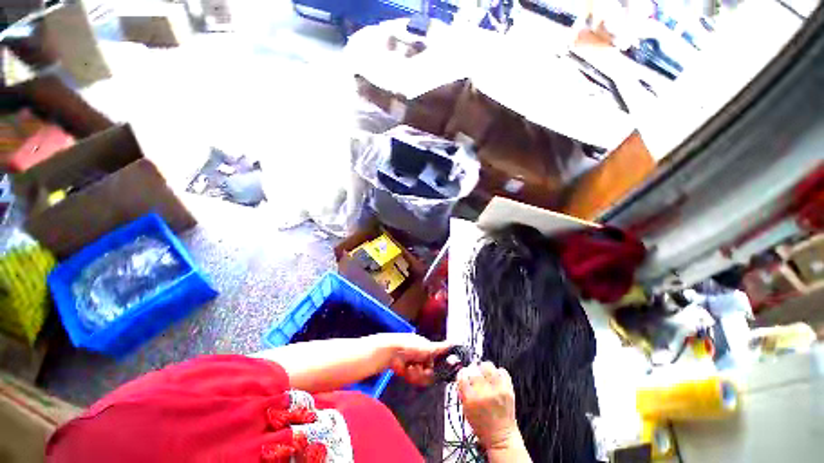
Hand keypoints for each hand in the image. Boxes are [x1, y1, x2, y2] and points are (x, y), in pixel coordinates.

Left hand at [379, 333, 449, 385]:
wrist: (394, 352)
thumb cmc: (412, 346)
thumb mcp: (429, 347)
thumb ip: (442, 347)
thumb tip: (453, 343)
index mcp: (428, 350)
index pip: (439, 362)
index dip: (439, 367)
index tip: (438, 368)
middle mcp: (423, 358)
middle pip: (432, 373)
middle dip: (426, 372)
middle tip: (421, 367)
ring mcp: (416, 366)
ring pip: (424, 378)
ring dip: (418, 374)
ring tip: (412, 367)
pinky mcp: (409, 373)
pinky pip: (416, 381)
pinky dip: (411, 376)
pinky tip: (407, 369)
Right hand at [457, 362, 519, 450]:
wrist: (501, 437)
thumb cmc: (482, 425)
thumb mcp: (465, 409)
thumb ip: (462, 390)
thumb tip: (462, 375)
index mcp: (470, 398)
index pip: (463, 374)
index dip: (463, 373)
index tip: (465, 375)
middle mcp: (483, 392)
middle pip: (475, 368)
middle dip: (474, 370)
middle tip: (475, 375)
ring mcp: (497, 390)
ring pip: (488, 366)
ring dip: (485, 369)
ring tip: (486, 375)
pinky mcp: (508, 389)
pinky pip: (502, 371)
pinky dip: (498, 373)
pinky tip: (496, 379)